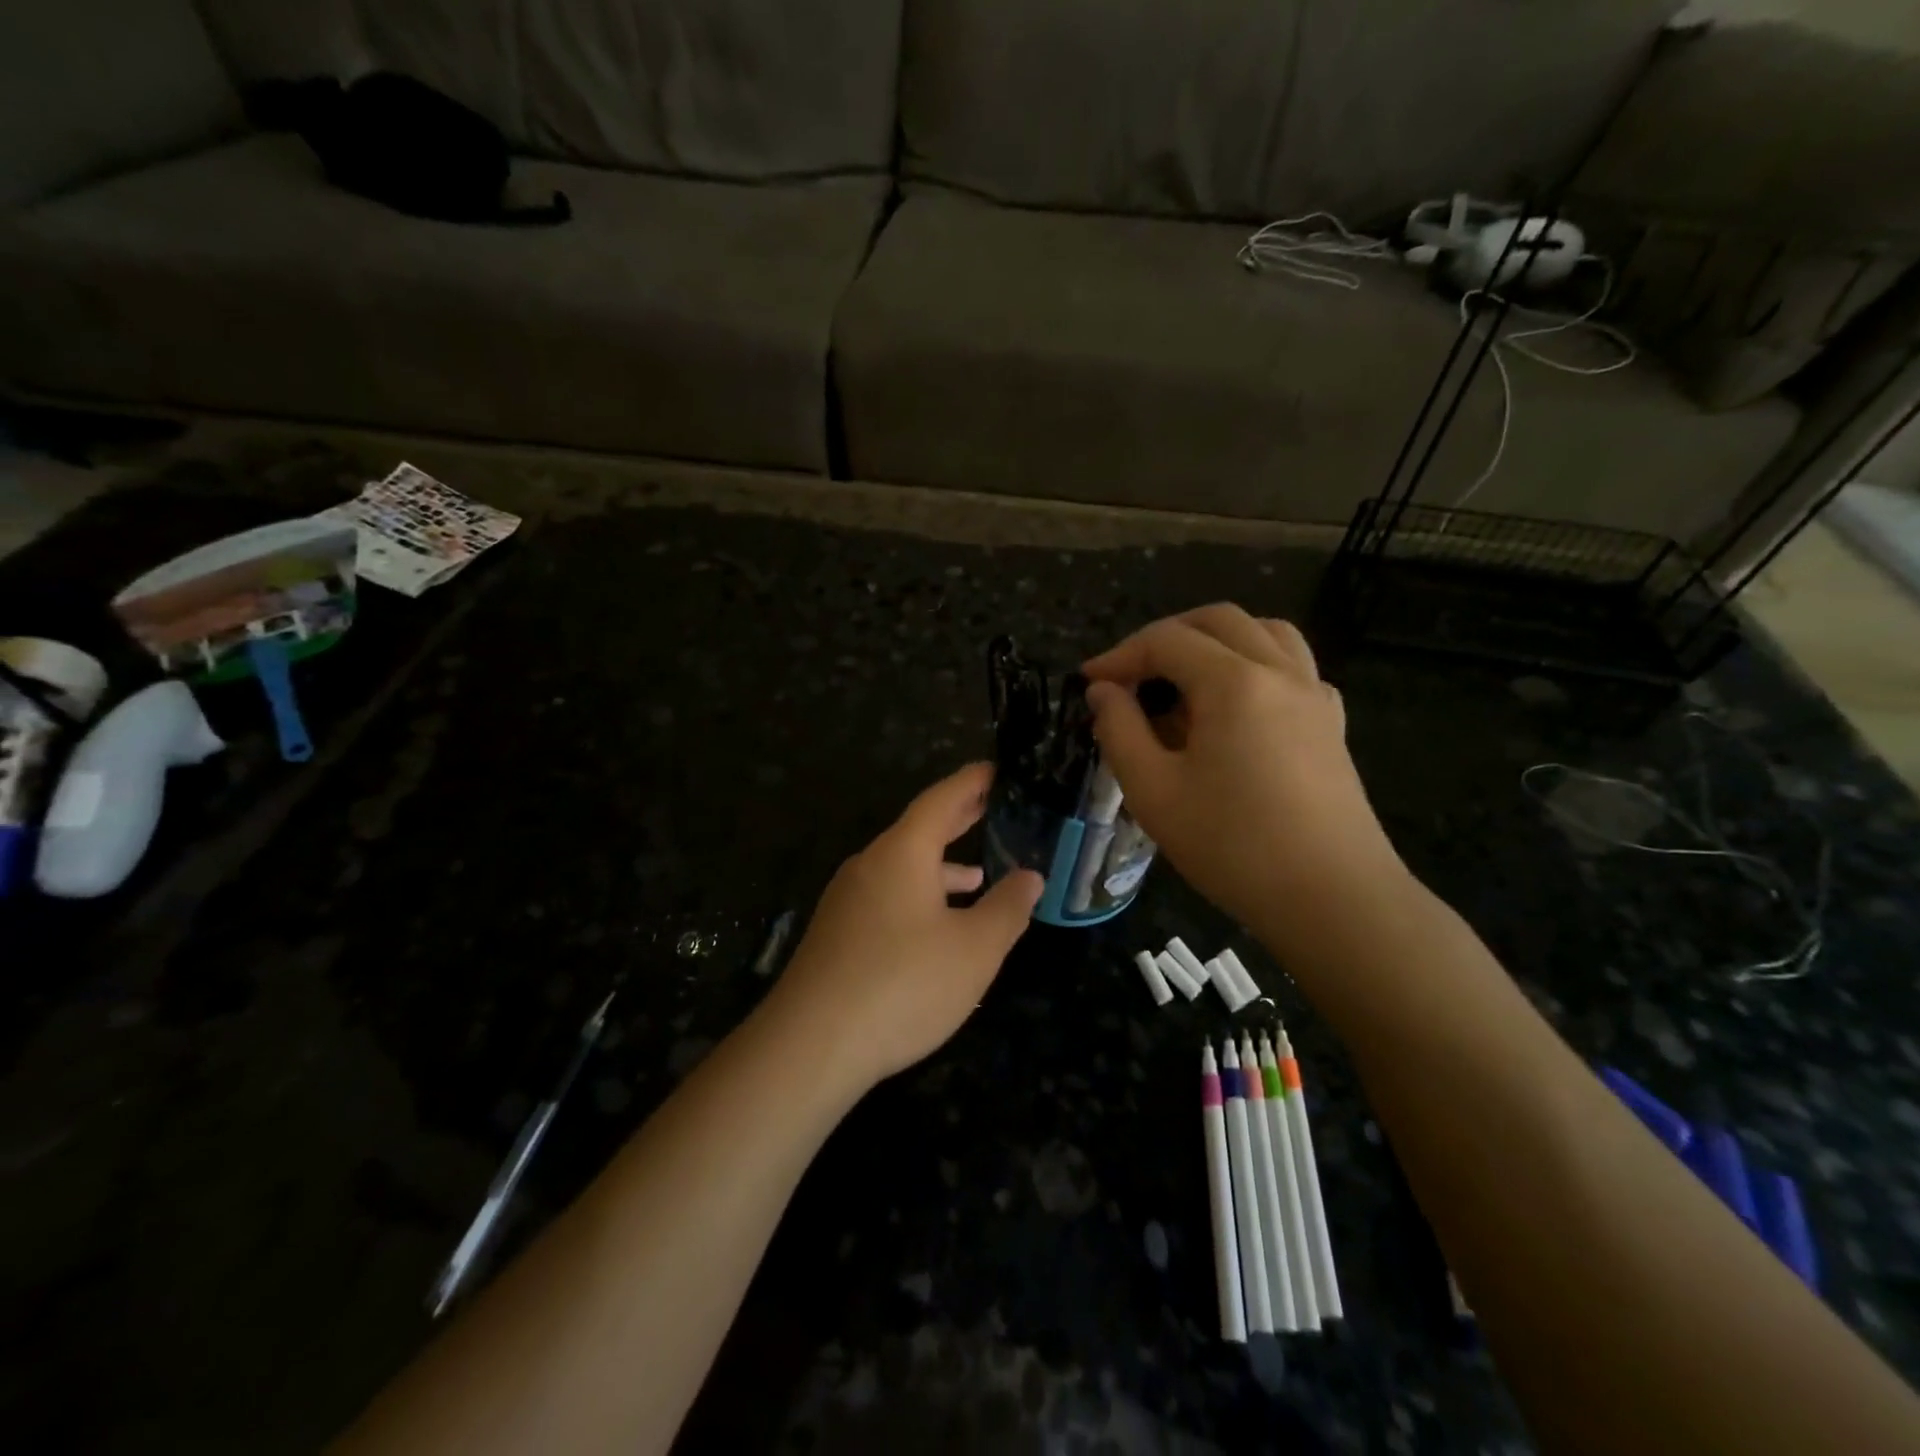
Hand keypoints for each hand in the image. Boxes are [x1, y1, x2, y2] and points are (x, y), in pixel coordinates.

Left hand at [763, 763, 1043, 1092]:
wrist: (811, 1045)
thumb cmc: (903, 985)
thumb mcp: (974, 949)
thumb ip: (1006, 908)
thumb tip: (1031, 877)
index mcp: (902, 853)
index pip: (941, 800)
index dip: (971, 782)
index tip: (995, 769)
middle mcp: (870, 865)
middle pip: (919, 829)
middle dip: (957, 818)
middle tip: (991, 804)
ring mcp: (847, 899)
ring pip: (902, 867)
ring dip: (940, 866)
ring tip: (977, 875)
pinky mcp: (837, 933)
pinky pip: (886, 896)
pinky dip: (919, 897)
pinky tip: (935, 929)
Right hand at [1082, 605, 1406, 951]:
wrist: (1332, 898)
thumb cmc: (1233, 846)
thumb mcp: (1154, 791)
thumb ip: (1119, 731)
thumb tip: (1104, 692)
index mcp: (1234, 682)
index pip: (1167, 641)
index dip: (1120, 655)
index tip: (1089, 682)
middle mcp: (1280, 671)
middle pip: (1218, 621)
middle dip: (1165, 637)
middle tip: (1130, 674)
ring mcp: (1314, 694)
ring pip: (1264, 632)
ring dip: (1215, 640)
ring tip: (1183, 678)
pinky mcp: (1331, 722)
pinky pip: (1293, 666)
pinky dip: (1256, 664)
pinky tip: (1237, 706)